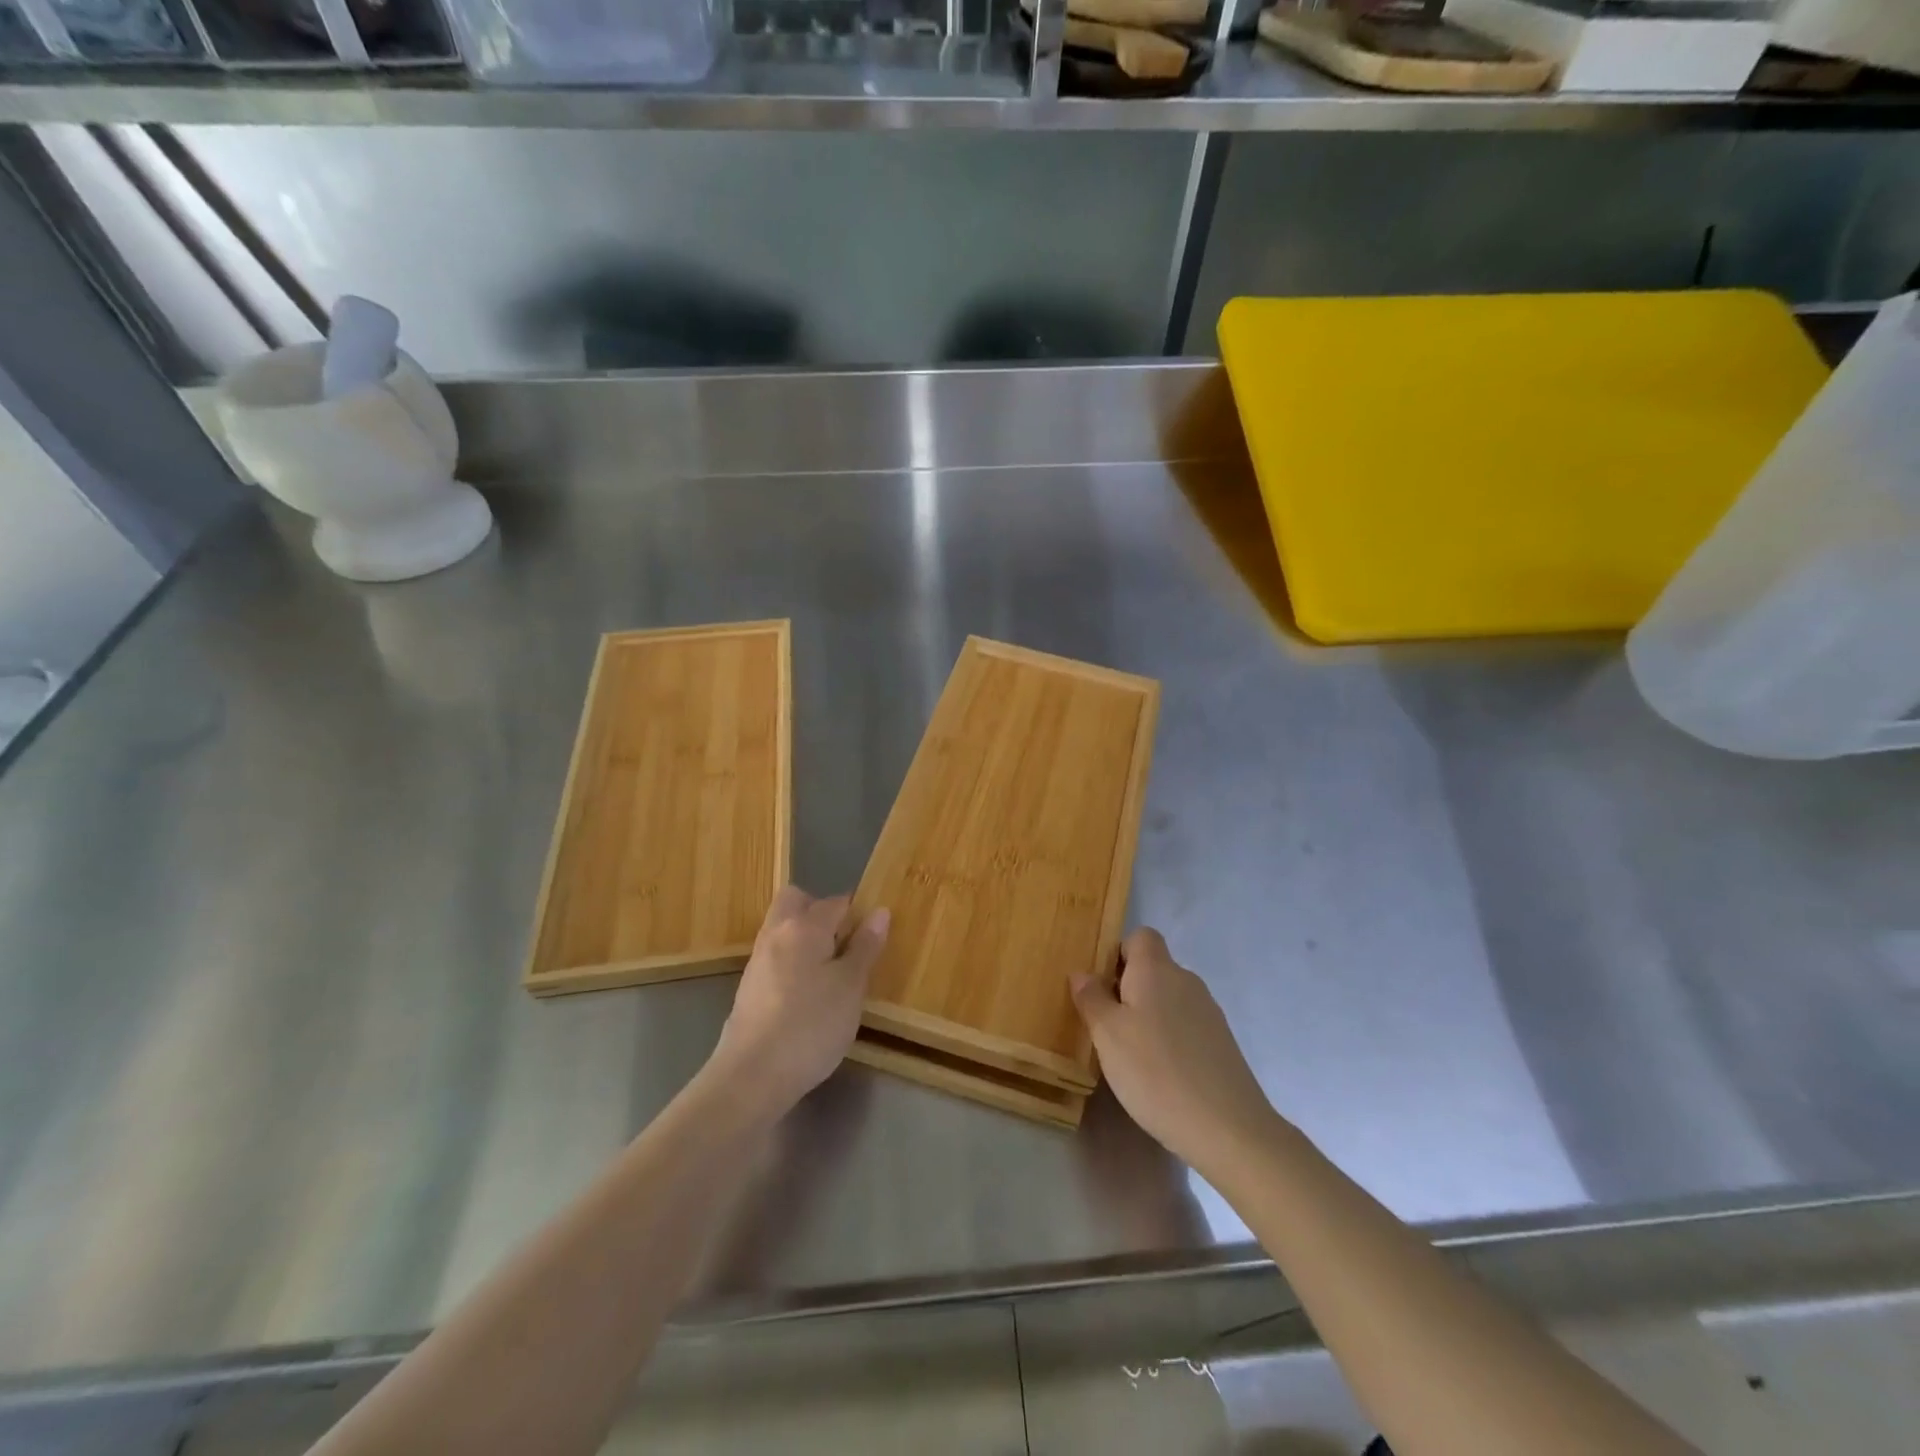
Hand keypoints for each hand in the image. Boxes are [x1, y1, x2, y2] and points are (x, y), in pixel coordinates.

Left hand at [708, 886, 888, 1117]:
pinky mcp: (748, 988)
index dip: (857, 913)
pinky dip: (792, 963)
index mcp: (804, 926)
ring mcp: (757, 961)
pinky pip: (774, 957)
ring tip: (830, 973)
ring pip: (782, 929)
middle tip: (844, 943)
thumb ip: (865, 947)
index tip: (872, 937)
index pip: (836, 902)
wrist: (751, 1076)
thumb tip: (879, 912)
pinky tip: (807, 995)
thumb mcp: (851, 987)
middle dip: (820, 911)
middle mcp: (776, 934)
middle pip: (796, 901)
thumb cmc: (811, 1026)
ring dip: (805, 938)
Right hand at [1072, 928, 1282, 1174]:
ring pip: (1168, 998)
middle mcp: (1186, 980)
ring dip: (1147, 1016)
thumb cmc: (1155, 1072)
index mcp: (1157, 969)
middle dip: (1127, 989)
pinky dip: (1169, 1038)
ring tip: (1130, 1055)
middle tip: (1105, 1026)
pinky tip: (1160, 1074)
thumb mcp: (1108, 1035)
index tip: (1101, 987)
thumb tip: (1082, 973)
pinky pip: (1185, 1024)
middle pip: (1153, 968)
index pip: (1140, 936)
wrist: (1228, 1129)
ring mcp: (1209, 1012)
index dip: (1118, 953)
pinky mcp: (1221, 1042)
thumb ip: (1092, 999)